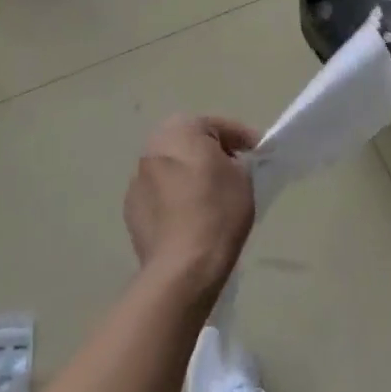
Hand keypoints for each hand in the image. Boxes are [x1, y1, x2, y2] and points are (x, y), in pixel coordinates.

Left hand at [123, 115, 258, 299]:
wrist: (183, 265)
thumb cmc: (218, 212)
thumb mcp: (243, 178)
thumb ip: (236, 161)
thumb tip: (227, 163)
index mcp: (180, 131)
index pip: (217, 125)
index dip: (243, 137)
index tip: (259, 151)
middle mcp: (152, 147)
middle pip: (189, 142)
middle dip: (211, 152)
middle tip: (234, 168)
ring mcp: (137, 178)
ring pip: (171, 167)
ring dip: (188, 173)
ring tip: (209, 193)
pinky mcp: (131, 207)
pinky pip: (159, 192)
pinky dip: (173, 196)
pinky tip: (188, 215)